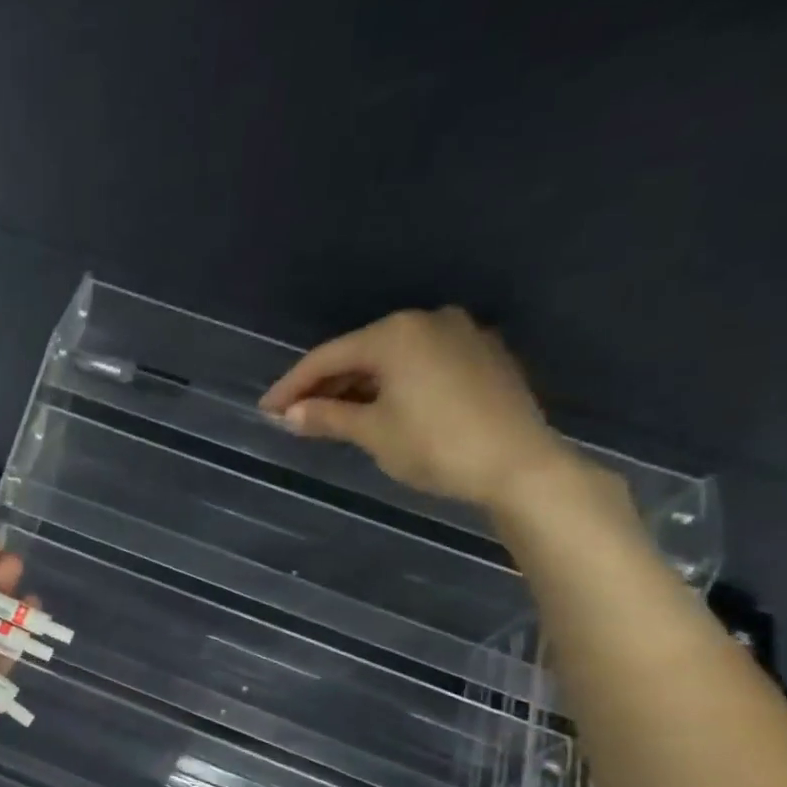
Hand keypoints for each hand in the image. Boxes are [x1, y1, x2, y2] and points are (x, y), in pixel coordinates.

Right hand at [257, 307, 575, 512]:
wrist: (520, 466)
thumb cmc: (435, 446)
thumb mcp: (372, 433)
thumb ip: (326, 418)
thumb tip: (289, 415)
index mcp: (395, 334)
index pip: (327, 357)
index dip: (291, 385)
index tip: (265, 409)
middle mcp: (428, 321)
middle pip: (360, 353)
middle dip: (325, 385)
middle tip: (294, 415)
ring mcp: (462, 335)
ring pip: (392, 358)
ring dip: (358, 386)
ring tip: (330, 415)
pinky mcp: (484, 356)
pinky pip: (422, 364)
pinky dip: (393, 384)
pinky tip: (378, 408)